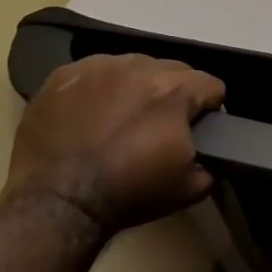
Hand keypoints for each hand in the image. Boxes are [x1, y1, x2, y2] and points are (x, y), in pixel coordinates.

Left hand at [4, 54, 225, 235]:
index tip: (197, 130)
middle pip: (174, 70)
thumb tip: (214, 152)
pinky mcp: (63, 75)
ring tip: (122, 119)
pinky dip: (99, 89)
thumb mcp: (191, 187)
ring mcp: (98, 67)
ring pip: (134, 66)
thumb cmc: (129, 193)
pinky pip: (94, 72)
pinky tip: (90, 114)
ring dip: (137, 87)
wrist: (57, 204)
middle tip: (159, 126)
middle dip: (173, 94)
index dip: (210, 109)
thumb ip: (214, 160)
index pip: (212, 85)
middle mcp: (139, 67)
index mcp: (175, 90)